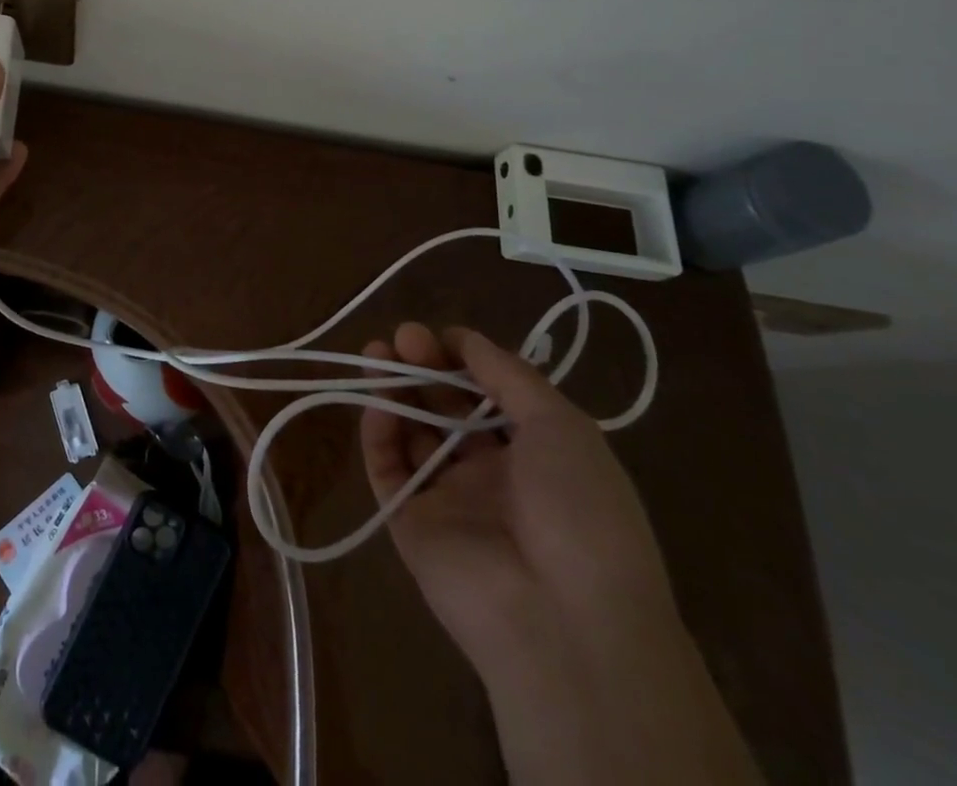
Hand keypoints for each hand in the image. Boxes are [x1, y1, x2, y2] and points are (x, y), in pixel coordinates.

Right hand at [360, 323, 676, 662]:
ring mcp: (450, 498)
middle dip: (426, 367)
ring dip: (395, 391)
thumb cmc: (579, 509)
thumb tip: (466, 339)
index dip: (466, 361)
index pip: (491, 394)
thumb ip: (509, 375)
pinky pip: (388, 469)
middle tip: (404, 337)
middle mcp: (493, 474)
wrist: (565, 621)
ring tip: (376, 353)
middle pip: (448, 408)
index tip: (442, 335)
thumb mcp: (562, 426)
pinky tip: (377, 403)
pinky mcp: (411, 523)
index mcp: (538, 454)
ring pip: (413, 432)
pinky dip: (379, 433)